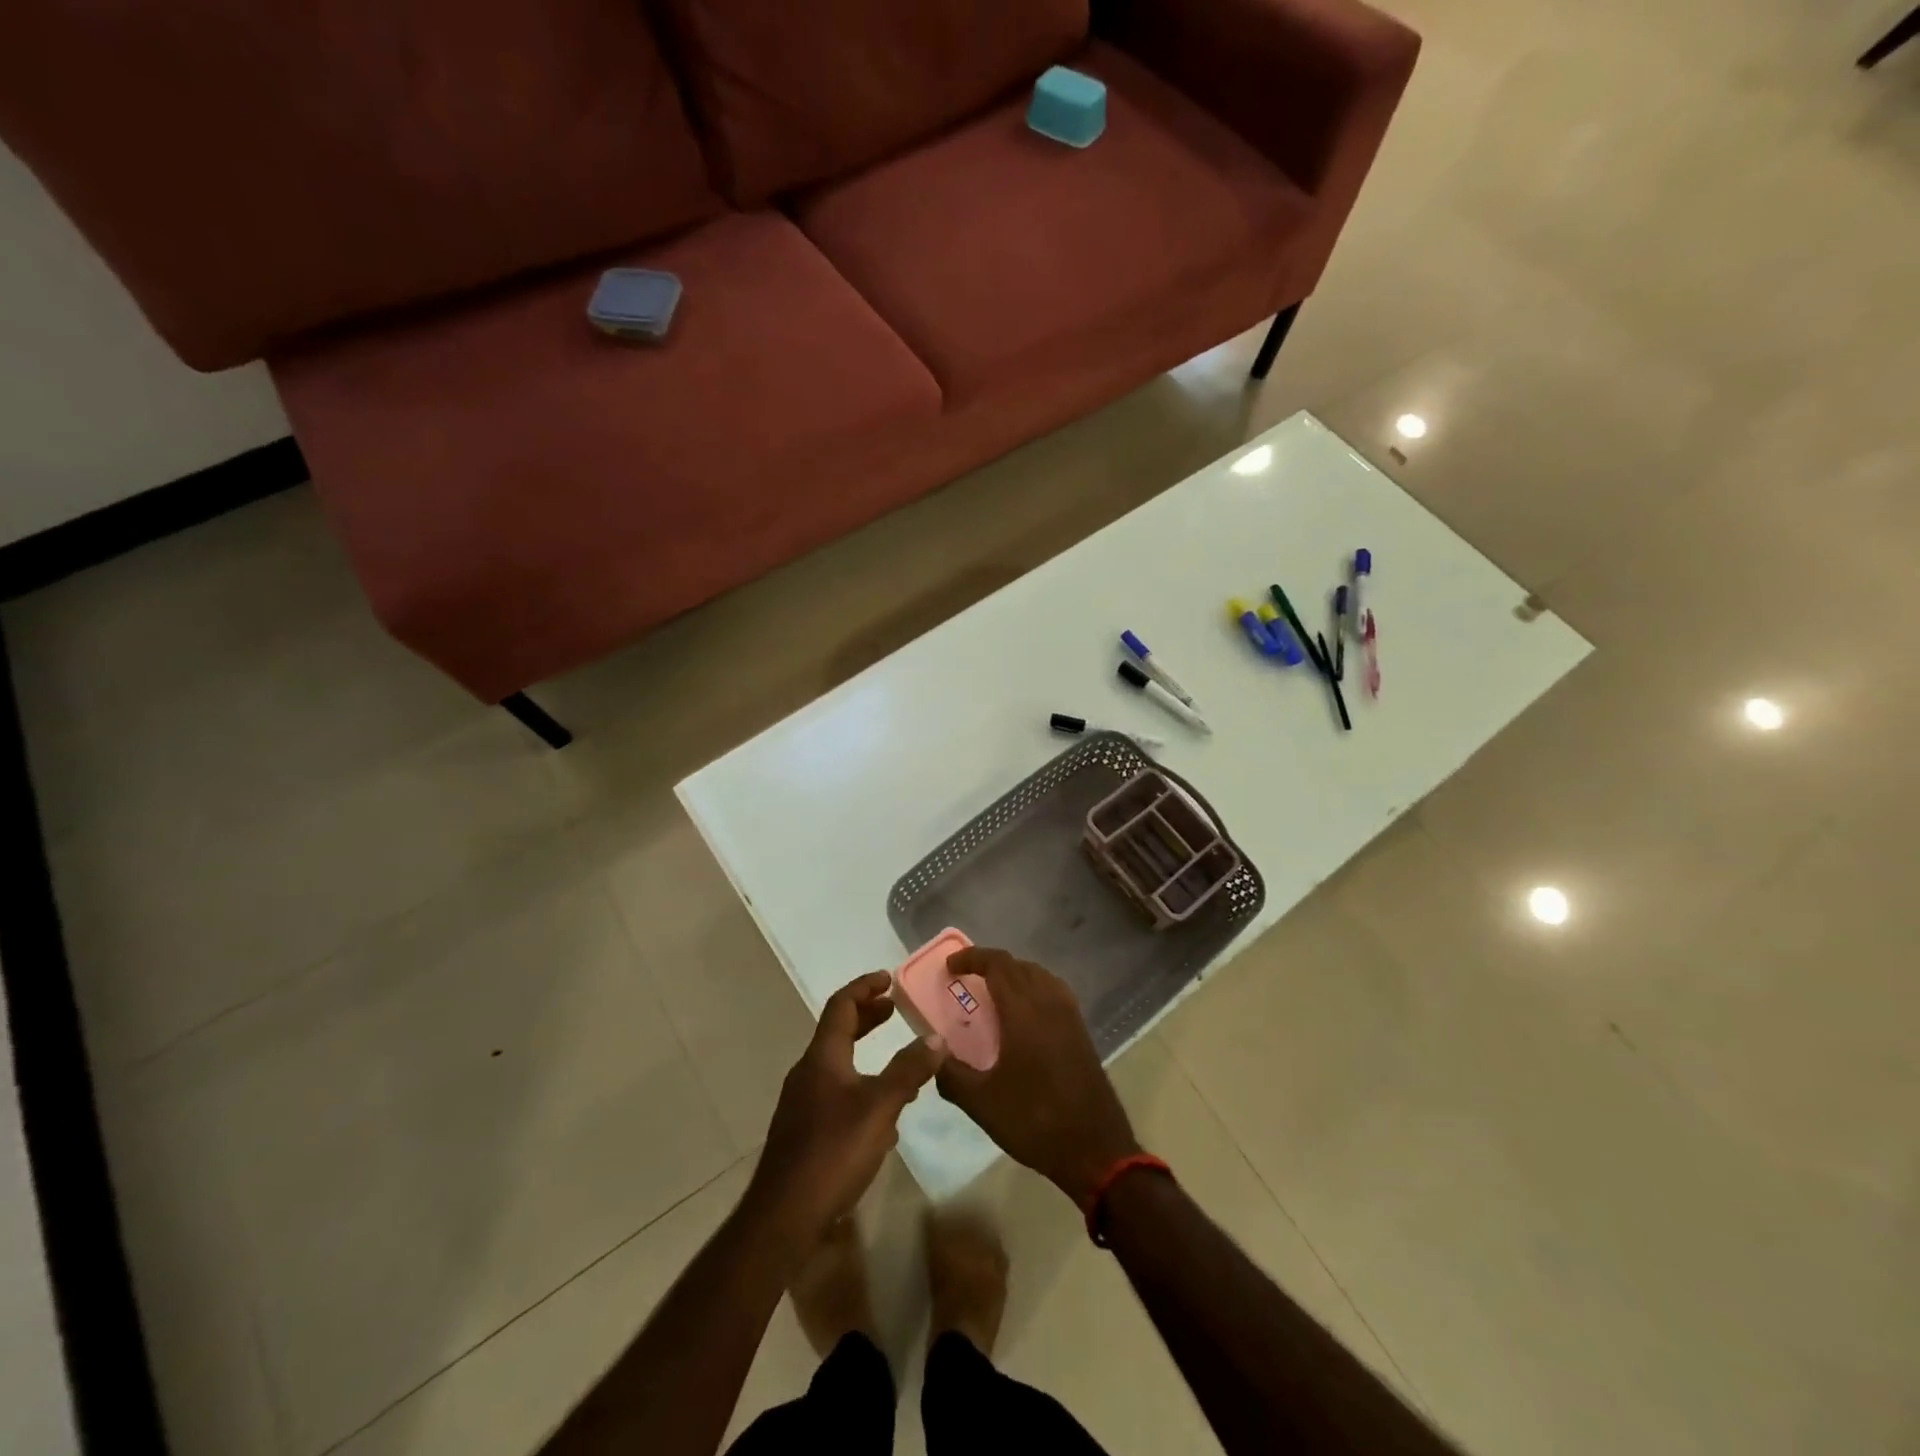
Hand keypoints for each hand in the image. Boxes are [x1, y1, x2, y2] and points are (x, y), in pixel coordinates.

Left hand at [747, 971, 947, 1246]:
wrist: (783, 1217)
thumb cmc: (832, 1152)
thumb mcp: (880, 1108)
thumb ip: (908, 1071)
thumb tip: (936, 1037)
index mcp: (822, 1057)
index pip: (842, 1005)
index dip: (865, 987)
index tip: (889, 978)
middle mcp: (808, 1073)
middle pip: (838, 1032)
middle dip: (868, 1018)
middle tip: (895, 1010)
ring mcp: (802, 1104)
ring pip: (838, 1065)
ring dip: (866, 1055)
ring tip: (899, 1064)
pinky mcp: (804, 1132)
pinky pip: (836, 1094)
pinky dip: (860, 1087)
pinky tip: (883, 1118)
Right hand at [934, 949, 1140, 1206]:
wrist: (1094, 1148)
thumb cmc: (1034, 1121)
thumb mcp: (981, 1103)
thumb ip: (950, 1074)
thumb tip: (932, 1053)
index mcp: (1023, 1012)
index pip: (997, 964)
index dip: (972, 958)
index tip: (949, 967)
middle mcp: (1049, 1003)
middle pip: (1018, 965)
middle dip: (990, 965)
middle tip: (965, 979)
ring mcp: (1070, 1015)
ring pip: (1039, 975)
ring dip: (1013, 974)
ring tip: (992, 992)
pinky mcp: (1081, 1030)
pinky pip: (1054, 991)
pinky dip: (1033, 987)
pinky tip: (1024, 1014)